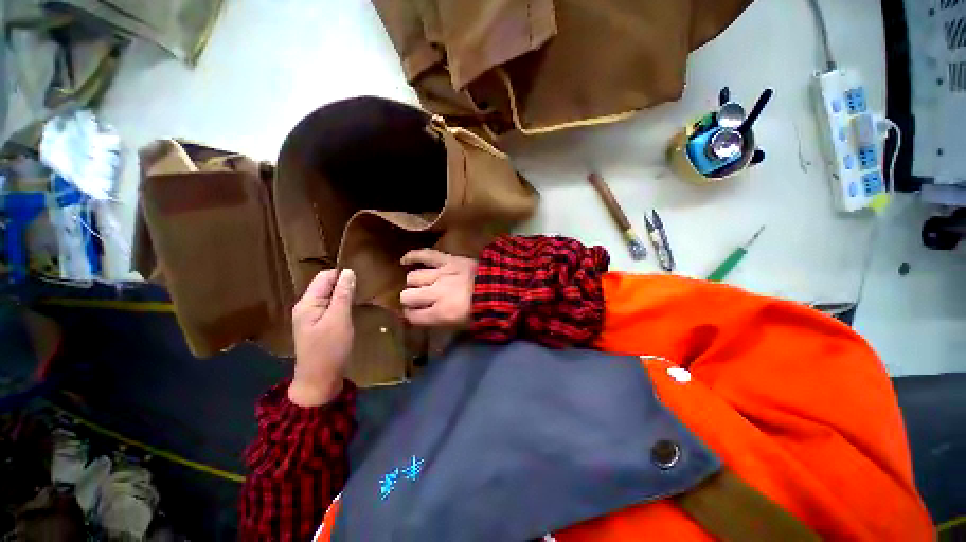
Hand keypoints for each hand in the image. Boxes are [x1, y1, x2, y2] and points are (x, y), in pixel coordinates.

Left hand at [288, 269, 355, 406]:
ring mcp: (311, 317)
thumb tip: (348, 271)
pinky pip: (331, 308)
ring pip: (329, 297)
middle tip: (363, 289)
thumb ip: (343, 294)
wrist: (319, 381)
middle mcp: (306, 307)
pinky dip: (342, 305)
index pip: (324, 277)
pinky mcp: (318, 326)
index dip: (342, 274)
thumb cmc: (329, 349)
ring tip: (360, 296)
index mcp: (307, 303)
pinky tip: (352, 309)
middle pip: (326, 286)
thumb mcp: (339, 319)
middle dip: (343, 284)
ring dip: (344, 295)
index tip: (361, 278)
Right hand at [400, 249, 477, 327]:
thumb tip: (422, 316)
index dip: (411, 315)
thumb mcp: (461, 325)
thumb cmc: (483, 311)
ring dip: (415, 282)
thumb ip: (438, 321)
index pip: (412, 316)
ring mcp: (441, 274)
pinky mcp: (448, 260)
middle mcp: (436, 294)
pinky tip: (405, 260)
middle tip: (419, 299)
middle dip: (410, 299)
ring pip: (413, 277)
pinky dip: (413, 256)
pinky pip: (425, 254)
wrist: (502, 289)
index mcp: (440, 313)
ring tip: (422, 283)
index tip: (415, 314)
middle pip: (407, 296)